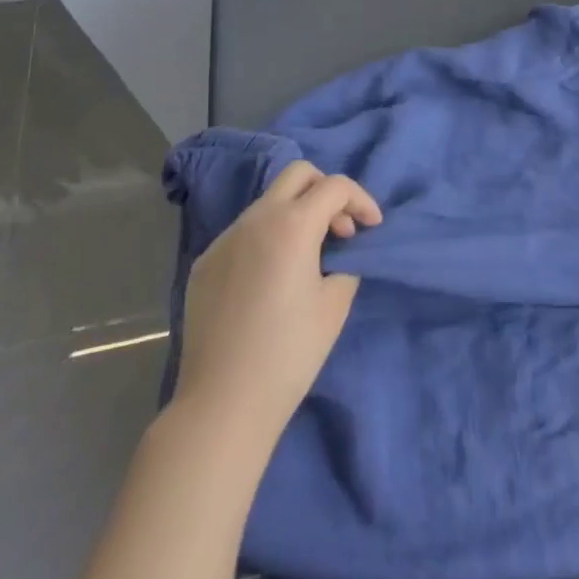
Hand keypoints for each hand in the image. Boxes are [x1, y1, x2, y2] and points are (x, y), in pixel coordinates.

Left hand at [171, 160, 382, 448]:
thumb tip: (338, 251)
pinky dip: (268, 239)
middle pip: (298, 174)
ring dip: (296, 214)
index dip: (361, 200)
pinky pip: (244, 233)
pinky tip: (271, 280)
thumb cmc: (289, 353)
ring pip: (268, 202)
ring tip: (309, 257)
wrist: (223, 404)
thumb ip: (344, 262)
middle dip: (326, 191)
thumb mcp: (335, 303)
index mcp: (291, 224)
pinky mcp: (206, 262)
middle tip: (340, 229)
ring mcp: (225, 239)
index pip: (334, 186)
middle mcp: (255, 219)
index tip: (372, 228)